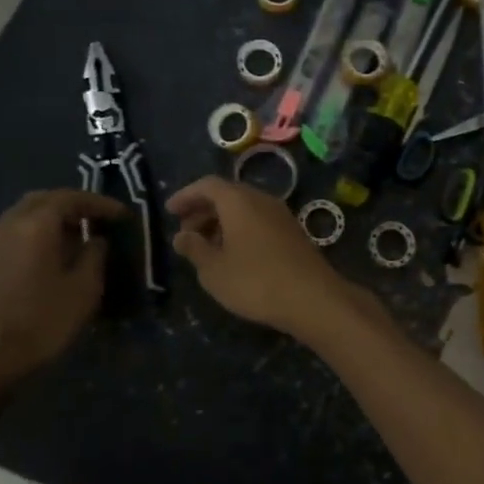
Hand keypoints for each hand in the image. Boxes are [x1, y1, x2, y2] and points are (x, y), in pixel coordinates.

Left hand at [0, 189, 127, 401]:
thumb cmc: (41, 323)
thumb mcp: (84, 290)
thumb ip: (94, 256)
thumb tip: (95, 239)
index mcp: (36, 225)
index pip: (71, 198)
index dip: (100, 203)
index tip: (122, 214)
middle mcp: (8, 225)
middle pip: (42, 200)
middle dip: (71, 204)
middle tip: (95, 219)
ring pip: (22, 217)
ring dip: (49, 220)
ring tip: (73, 238)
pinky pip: (10, 236)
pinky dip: (32, 236)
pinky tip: (44, 259)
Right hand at [167, 177, 358, 339]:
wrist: (313, 299)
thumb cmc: (255, 282)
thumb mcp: (214, 270)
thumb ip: (194, 248)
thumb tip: (182, 235)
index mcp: (239, 201)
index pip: (207, 185)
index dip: (186, 196)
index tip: (170, 211)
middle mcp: (262, 200)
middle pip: (228, 194)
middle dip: (203, 210)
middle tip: (186, 232)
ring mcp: (282, 215)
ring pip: (245, 209)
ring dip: (222, 222)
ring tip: (206, 247)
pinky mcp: (294, 233)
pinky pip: (259, 221)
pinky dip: (241, 230)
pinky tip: (234, 255)